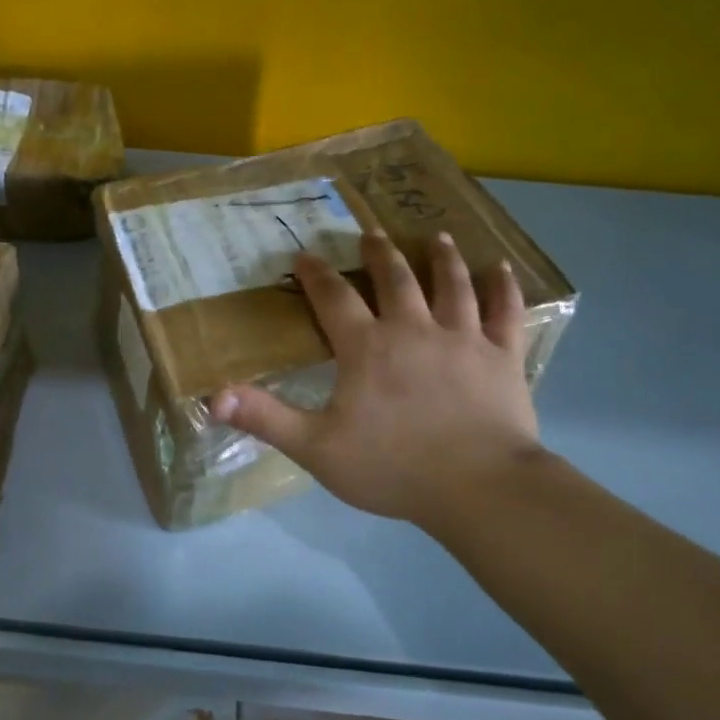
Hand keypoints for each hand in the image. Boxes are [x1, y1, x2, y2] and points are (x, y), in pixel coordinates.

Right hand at [209, 231, 543, 530]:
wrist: (478, 487)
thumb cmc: (392, 468)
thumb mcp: (316, 447)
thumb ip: (265, 418)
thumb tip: (214, 397)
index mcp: (367, 348)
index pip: (334, 298)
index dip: (316, 275)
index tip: (304, 255)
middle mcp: (414, 329)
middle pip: (395, 279)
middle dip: (380, 253)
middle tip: (372, 232)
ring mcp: (463, 338)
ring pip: (452, 284)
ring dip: (442, 258)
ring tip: (437, 236)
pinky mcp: (502, 356)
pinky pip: (505, 312)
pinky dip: (504, 288)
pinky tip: (502, 268)